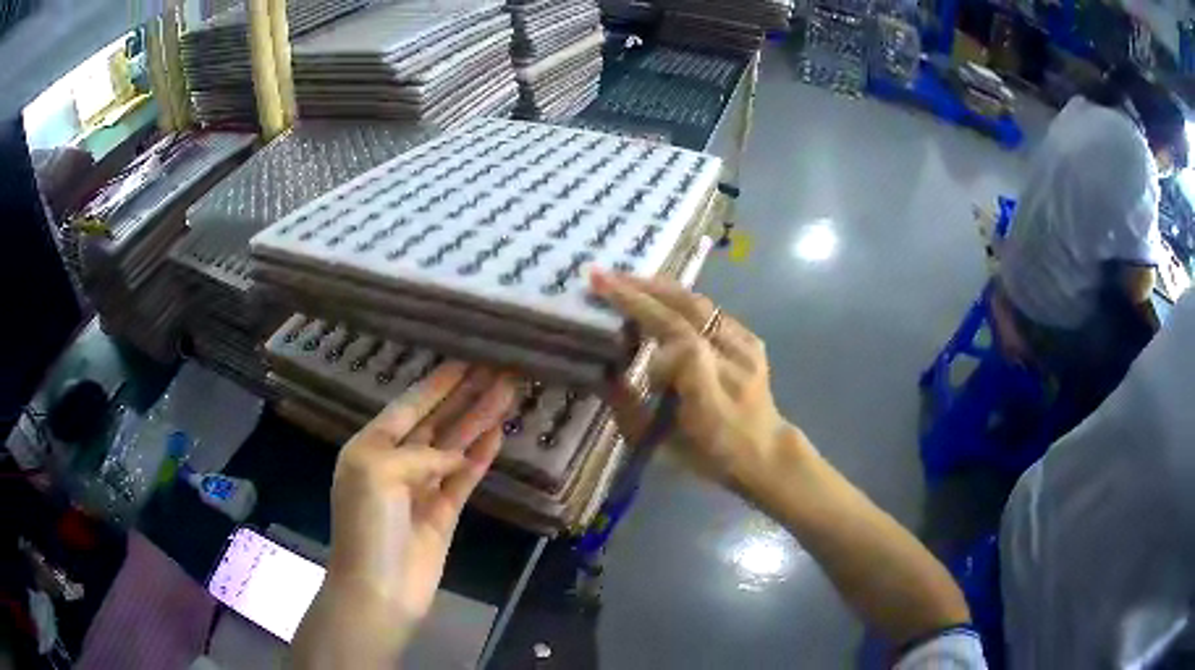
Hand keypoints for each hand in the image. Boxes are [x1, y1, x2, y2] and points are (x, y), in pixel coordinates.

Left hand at [292, 363, 514, 667]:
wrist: (379, 589)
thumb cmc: (367, 525)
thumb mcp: (378, 473)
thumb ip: (419, 455)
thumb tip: (454, 457)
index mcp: (371, 447)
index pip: (408, 407)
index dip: (436, 384)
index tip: (464, 361)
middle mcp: (397, 462)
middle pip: (436, 422)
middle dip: (464, 396)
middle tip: (495, 370)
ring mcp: (422, 488)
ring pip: (454, 446)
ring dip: (478, 421)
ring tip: (506, 393)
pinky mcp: (443, 512)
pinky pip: (464, 478)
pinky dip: (480, 457)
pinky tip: (498, 435)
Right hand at [591, 270, 790, 488]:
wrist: (765, 451)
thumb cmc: (708, 454)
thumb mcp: (662, 445)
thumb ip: (631, 409)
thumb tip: (605, 373)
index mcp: (710, 396)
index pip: (677, 338)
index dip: (641, 310)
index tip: (603, 289)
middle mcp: (734, 365)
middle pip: (688, 312)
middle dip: (643, 289)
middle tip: (606, 276)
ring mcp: (748, 348)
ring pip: (700, 305)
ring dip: (661, 289)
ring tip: (627, 280)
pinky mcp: (752, 340)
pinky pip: (712, 312)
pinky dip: (682, 301)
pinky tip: (660, 296)